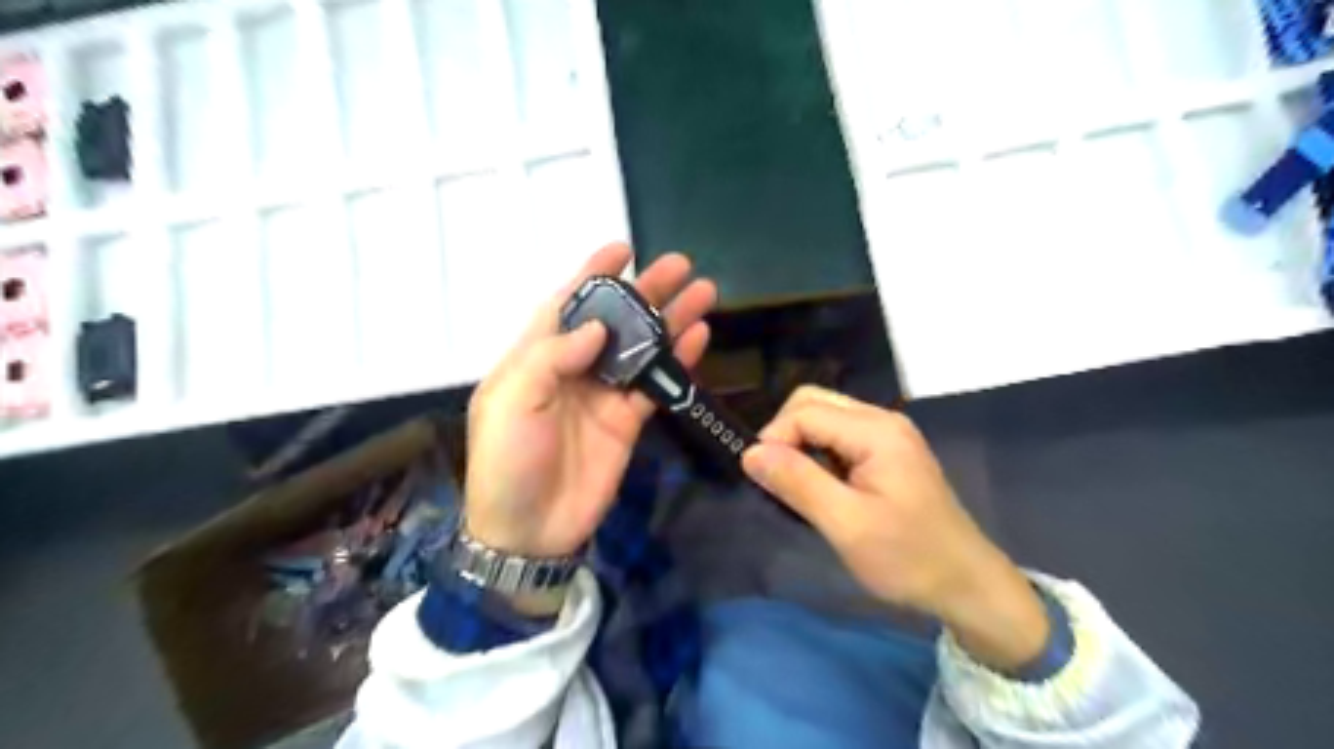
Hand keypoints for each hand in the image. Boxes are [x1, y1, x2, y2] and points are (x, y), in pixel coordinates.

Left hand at [467, 246, 719, 560]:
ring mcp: (603, 395)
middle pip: (614, 321)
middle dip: (645, 292)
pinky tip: (699, 339)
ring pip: (642, 349)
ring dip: (671, 321)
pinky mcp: (627, 422)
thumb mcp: (512, 401)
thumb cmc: (507, 461)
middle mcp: (573, 369)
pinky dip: (677, 363)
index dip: (593, 275)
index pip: (567, 305)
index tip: (622, 249)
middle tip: (680, 265)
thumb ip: (552, 357)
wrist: (528, 529)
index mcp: (536, 357)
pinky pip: (655, 385)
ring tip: (703, 293)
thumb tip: (596, 326)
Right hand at [746, 390, 1048, 670]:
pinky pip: (838, 436)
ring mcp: (887, 434)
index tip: (763, 480)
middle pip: (813, 403)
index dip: (774, 439)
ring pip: (824, 418)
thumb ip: (797, 483)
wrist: (967, 585)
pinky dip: (817, 454)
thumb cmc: (908, 558)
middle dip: (785, 435)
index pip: (804, 411)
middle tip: (776, 480)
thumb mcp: (846, 524)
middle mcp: (882, 420)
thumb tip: (750, 453)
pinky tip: (819, 487)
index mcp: (875, 431)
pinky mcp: (888, 452)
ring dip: (800, 445)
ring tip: (795, 487)